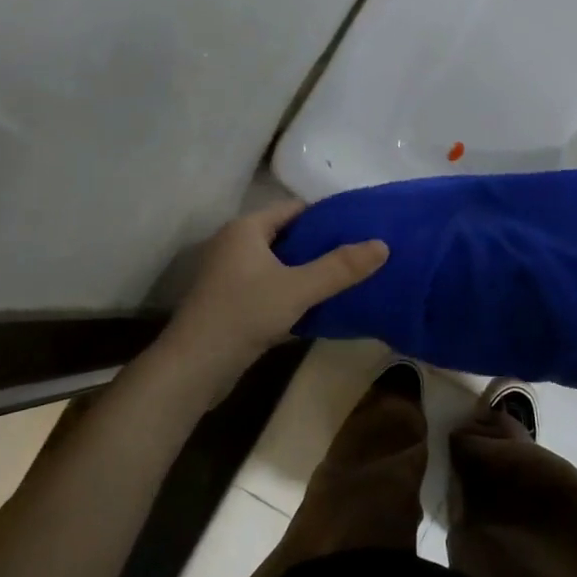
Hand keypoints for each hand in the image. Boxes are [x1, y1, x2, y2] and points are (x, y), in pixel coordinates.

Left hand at [164, 200, 387, 370]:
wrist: (194, 367)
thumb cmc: (243, 314)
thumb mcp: (298, 288)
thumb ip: (340, 267)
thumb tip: (382, 244)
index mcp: (246, 229)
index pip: (294, 209)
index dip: (327, 215)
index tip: (361, 224)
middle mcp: (236, 245)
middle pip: (288, 236)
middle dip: (322, 244)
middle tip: (361, 251)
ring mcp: (232, 276)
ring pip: (281, 265)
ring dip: (309, 271)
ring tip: (349, 276)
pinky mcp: (233, 304)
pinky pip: (272, 288)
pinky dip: (295, 292)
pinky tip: (322, 304)